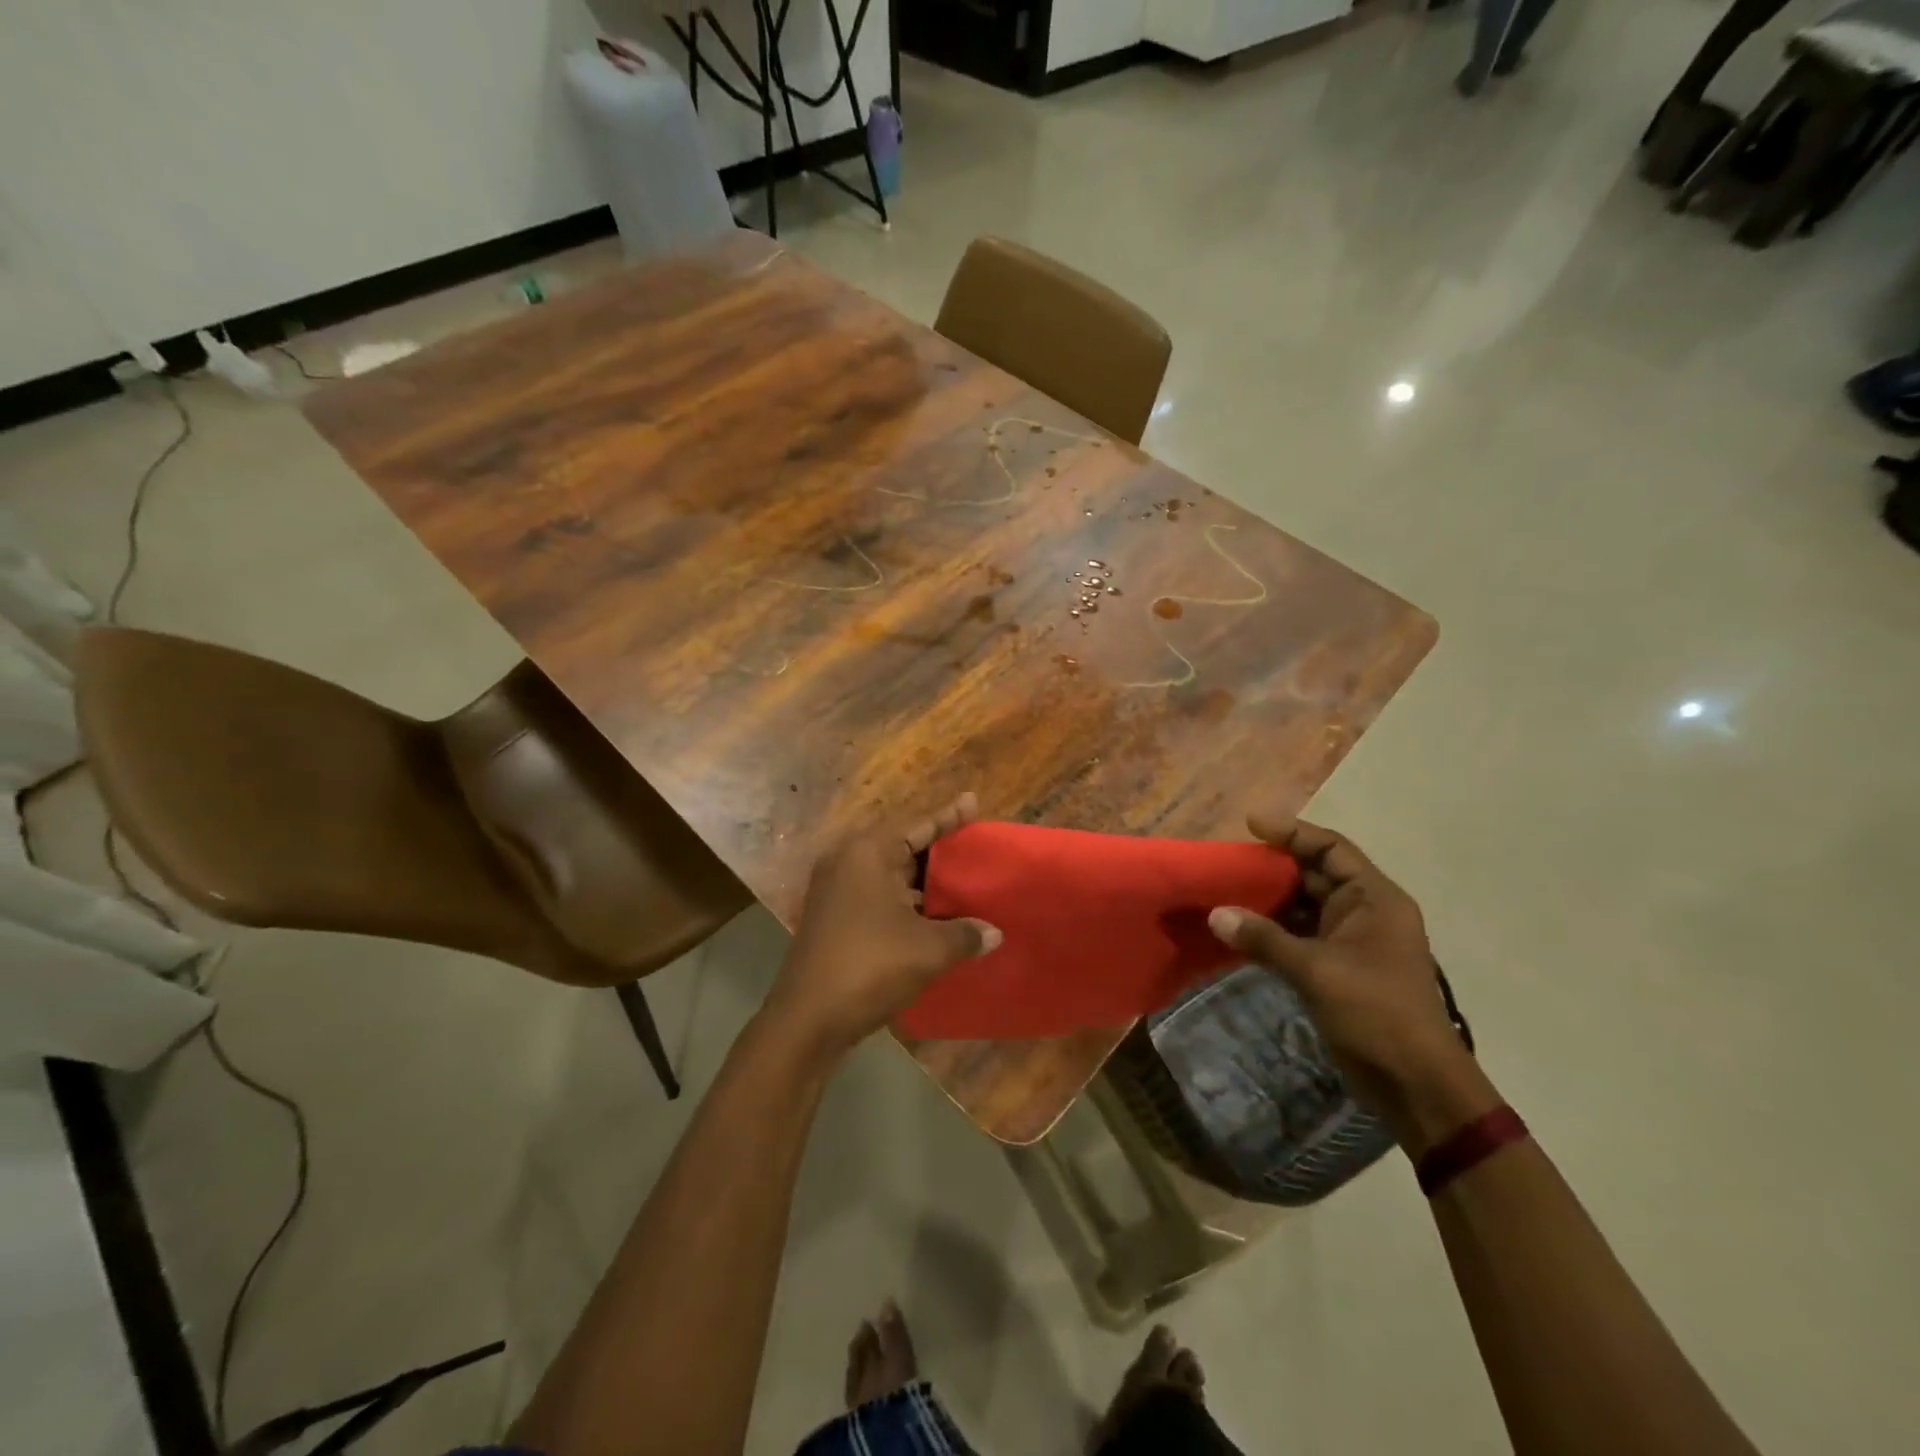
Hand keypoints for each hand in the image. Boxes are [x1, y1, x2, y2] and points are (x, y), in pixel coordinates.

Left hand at [769, 793, 1001, 1057]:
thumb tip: (995, 933)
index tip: (972, 802)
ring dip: (925, 883)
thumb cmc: (869, 967)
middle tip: (976, 848)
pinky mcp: (835, 919)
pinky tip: (937, 917)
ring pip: (891, 876)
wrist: (807, 1020)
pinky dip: (908, 903)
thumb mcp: (927, 949)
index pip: (917, 825)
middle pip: (903, 848)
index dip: (948, 817)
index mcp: (867, 854)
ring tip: (965, 883)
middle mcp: (848, 863)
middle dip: (939, 851)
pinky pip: (880, 898)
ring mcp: (837, 892)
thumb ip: (965, 934)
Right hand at [1208, 814, 1488, 1146]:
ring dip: (1268, 901)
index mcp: (1374, 899)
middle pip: (1314, 874)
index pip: (1331, 849)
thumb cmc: (1376, 1012)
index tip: (1251, 824)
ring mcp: (1352, 942)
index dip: (1293, 831)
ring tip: (1225, 892)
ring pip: (1304, 907)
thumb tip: (1216, 914)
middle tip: (1228, 862)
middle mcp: (1364, 913)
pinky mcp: (1338, 969)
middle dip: (1273, 867)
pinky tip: (1239, 931)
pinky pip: (1299, 937)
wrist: (1415, 1084)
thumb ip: (1264, 939)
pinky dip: (1272, 932)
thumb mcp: (1316, 970)